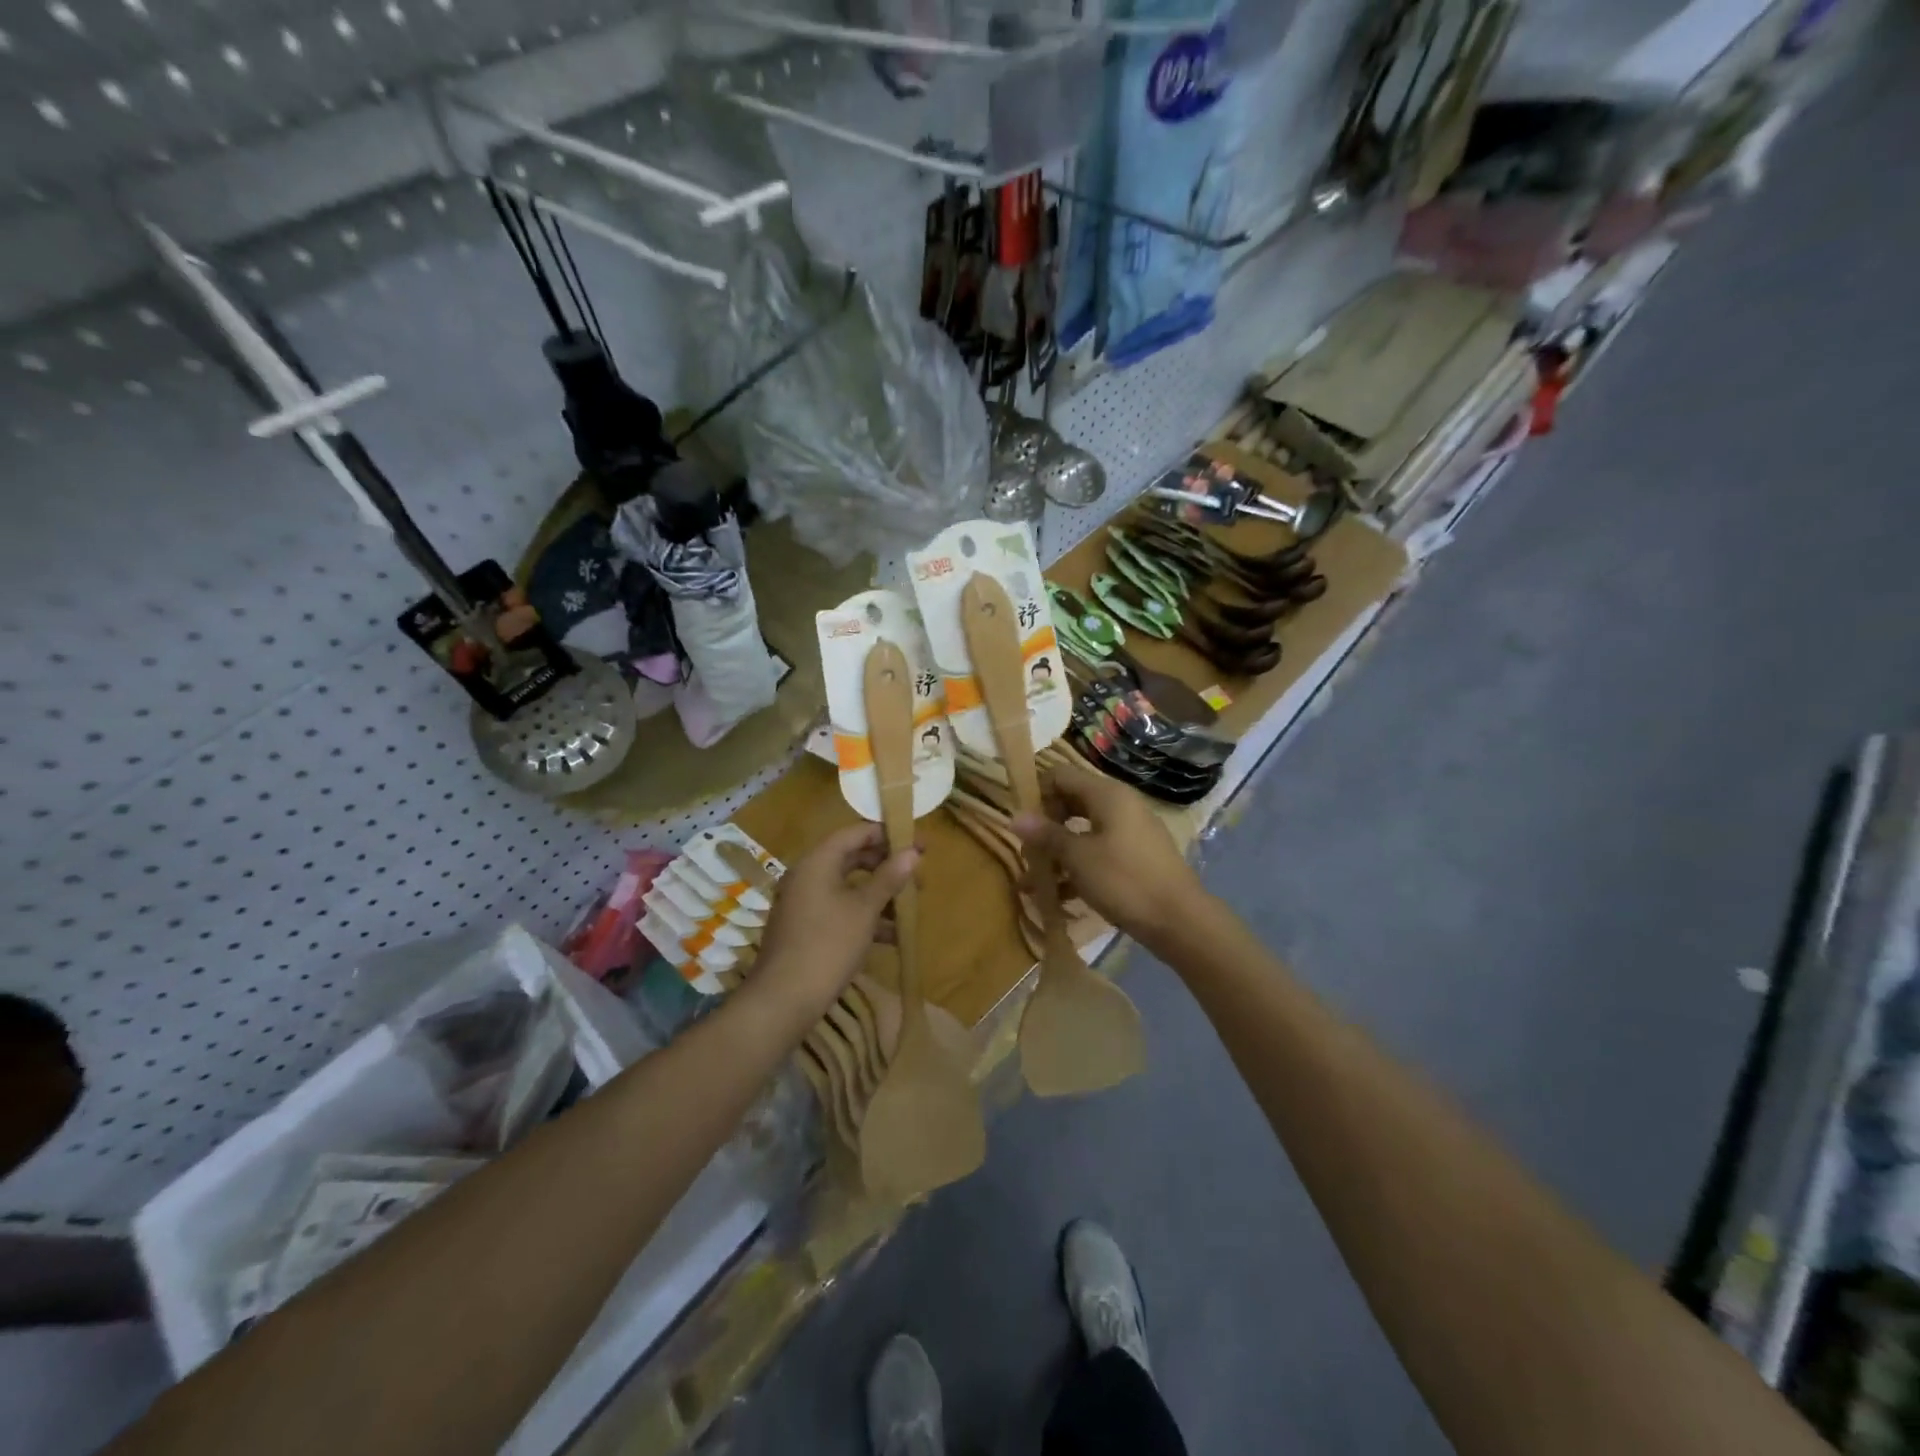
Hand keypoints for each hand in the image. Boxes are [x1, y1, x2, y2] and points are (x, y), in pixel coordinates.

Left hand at [750, 823, 918, 1024]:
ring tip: (910, 906)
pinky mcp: (807, 928)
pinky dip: (865, 916)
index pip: (855, 833)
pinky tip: (892, 936)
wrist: (784, 999)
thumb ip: (889, 878)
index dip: (887, 834)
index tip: (917, 842)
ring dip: (880, 894)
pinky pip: (841, 909)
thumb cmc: (828, 945)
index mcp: (818, 862)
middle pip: (852, 858)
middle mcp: (808, 876)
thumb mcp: (864, 910)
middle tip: (918, 875)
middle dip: (887, 866)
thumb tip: (913, 852)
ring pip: (849, 887)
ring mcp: (805, 903)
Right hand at [1012, 759, 1205, 950]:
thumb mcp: (1078, 858)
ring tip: (1036, 882)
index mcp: (1107, 795)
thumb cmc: (1124, 881)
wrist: (1180, 920)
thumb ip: (1046, 835)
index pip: (1060, 775)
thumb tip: (1014, 817)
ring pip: (1084, 831)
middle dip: (1046, 827)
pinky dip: (1079, 868)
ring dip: (1058, 853)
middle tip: (1029, 854)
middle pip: (1071, 802)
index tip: (1025, 825)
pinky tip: (1060, 897)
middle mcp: (1120, 805)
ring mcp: (1131, 831)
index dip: (1038, 794)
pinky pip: (1100, 852)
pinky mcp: (1136, 857)